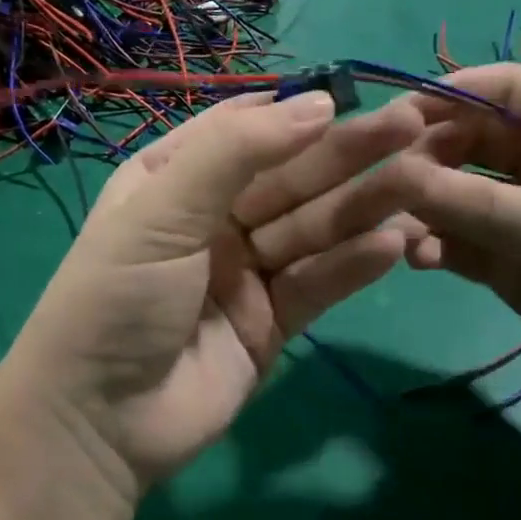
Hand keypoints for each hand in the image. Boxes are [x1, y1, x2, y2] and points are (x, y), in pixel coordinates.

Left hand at [4, 92, 422, 501]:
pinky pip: (318, 282)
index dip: (296, 112)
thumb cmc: (117, 296)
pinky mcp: (273, 319)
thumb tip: (318, 102)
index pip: (242, 130)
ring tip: (421, 181)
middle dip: (346, 154)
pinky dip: (353, 263)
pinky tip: (395, 242)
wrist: (100, 422)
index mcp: (174, 178)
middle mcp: (213, 216)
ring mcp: (246, 269)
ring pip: (312, 226)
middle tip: (411, 126)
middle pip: (289, 177)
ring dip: (363, 205)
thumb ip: (235, 152)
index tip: (353, 96)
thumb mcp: (161, 210)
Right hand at [390, 64, 520, 425]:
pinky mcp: (515, 261)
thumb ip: (482, 203)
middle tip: (388, 179)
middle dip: (430, 155)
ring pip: (461, 191)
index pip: (507, 89)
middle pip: (474, 139)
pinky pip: (463, 239)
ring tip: (399, 225)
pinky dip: (438, 244)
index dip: (452, 94)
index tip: (396, 114)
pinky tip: (420, 259)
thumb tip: (397, 176)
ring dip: (428, 205)